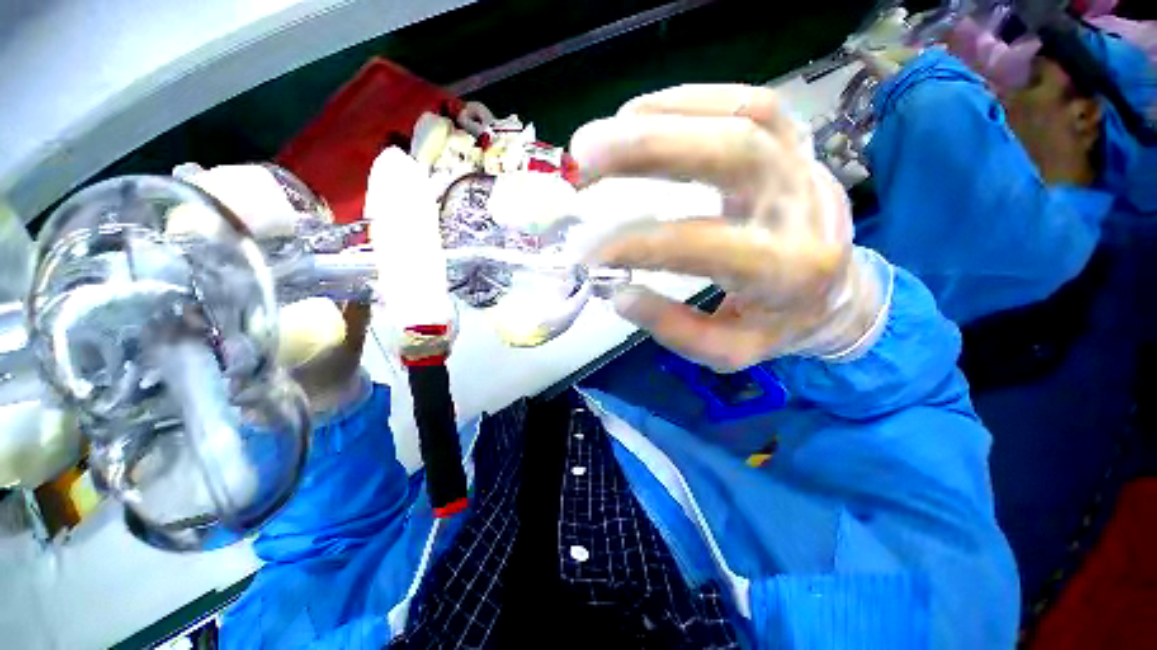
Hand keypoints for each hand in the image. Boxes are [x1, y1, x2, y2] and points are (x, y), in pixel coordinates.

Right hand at [570, 85, 886, 371]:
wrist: (835, 291)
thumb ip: (675, 328)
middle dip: (646, 149)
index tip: (591, 252)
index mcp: (786, 273)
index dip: (642, 245)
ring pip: (739, 116)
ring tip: (599, 140)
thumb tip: (622, 294)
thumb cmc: (775, 324)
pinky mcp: (794, 142)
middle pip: (730, 155)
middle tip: (581, 160)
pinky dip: (685, 101)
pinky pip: (746, 103)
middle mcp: (801, 209)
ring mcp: (801, 165)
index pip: (706, 246)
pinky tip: (637, 116)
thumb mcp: (728, 351)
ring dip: (658, 119)